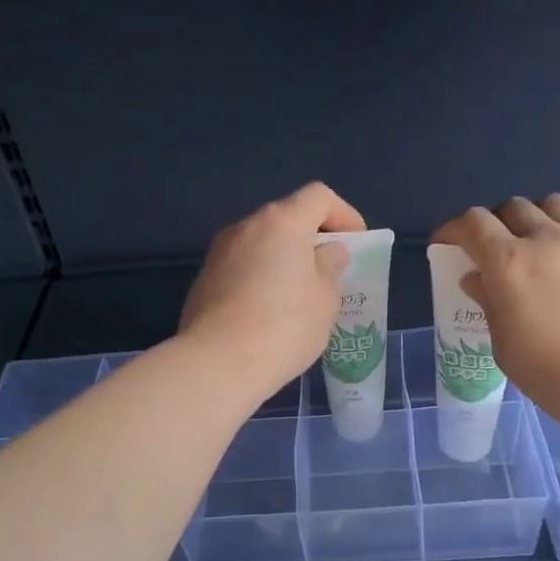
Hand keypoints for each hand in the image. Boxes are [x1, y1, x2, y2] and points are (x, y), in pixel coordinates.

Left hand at [181, 182, 364, 402]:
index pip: (318, 196)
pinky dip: (261, 277)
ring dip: (284, 258)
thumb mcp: (325, 299)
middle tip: (330, 272)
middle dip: (312, 238)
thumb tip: (326, 252)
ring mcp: (220, 252)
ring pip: (262, 242)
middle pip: (287, 217)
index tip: (355, 244)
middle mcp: (246, 226)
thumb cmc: (284, 326)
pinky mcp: (204, 279)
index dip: (344, 214)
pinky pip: (243, 266)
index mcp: (282, 222)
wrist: (216, 364)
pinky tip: (268, 311)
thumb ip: (330, 267)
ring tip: (300, 295)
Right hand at [431, 195, 559, 444]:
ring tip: (538, 247)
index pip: (472, 223)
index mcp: (509, 263)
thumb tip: (477, 279)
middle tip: (492, 252)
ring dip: (537, 220)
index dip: (452, 229)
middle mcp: (547, 240)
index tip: (445, 245)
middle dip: (494, 224)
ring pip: (555, 206)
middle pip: (512, 207)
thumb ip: (490, 306)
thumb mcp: (508, 351)